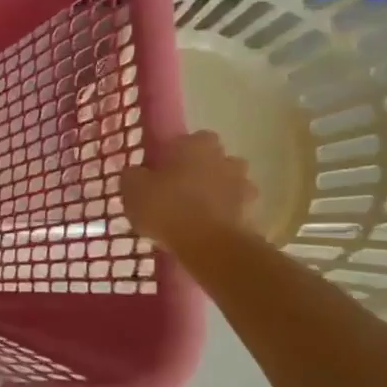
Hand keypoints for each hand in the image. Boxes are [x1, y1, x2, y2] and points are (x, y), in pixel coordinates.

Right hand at [119, 131, 257, 259]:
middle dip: (199, 172)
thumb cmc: (167, 208)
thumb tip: (137, 173)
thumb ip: (134, 176)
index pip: (187, 140)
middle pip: (212, 160)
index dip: (174, 155)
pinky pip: (234, 210)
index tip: (161, 172)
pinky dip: (223, 217)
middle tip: (178, 192)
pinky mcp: (253, 214)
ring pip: (227, 185)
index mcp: (196, 144)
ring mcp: (244, 186)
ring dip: (215, 195)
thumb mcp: (133, 190)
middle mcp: (225, 158)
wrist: (211, 247)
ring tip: (193, 216)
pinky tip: (205, 233)